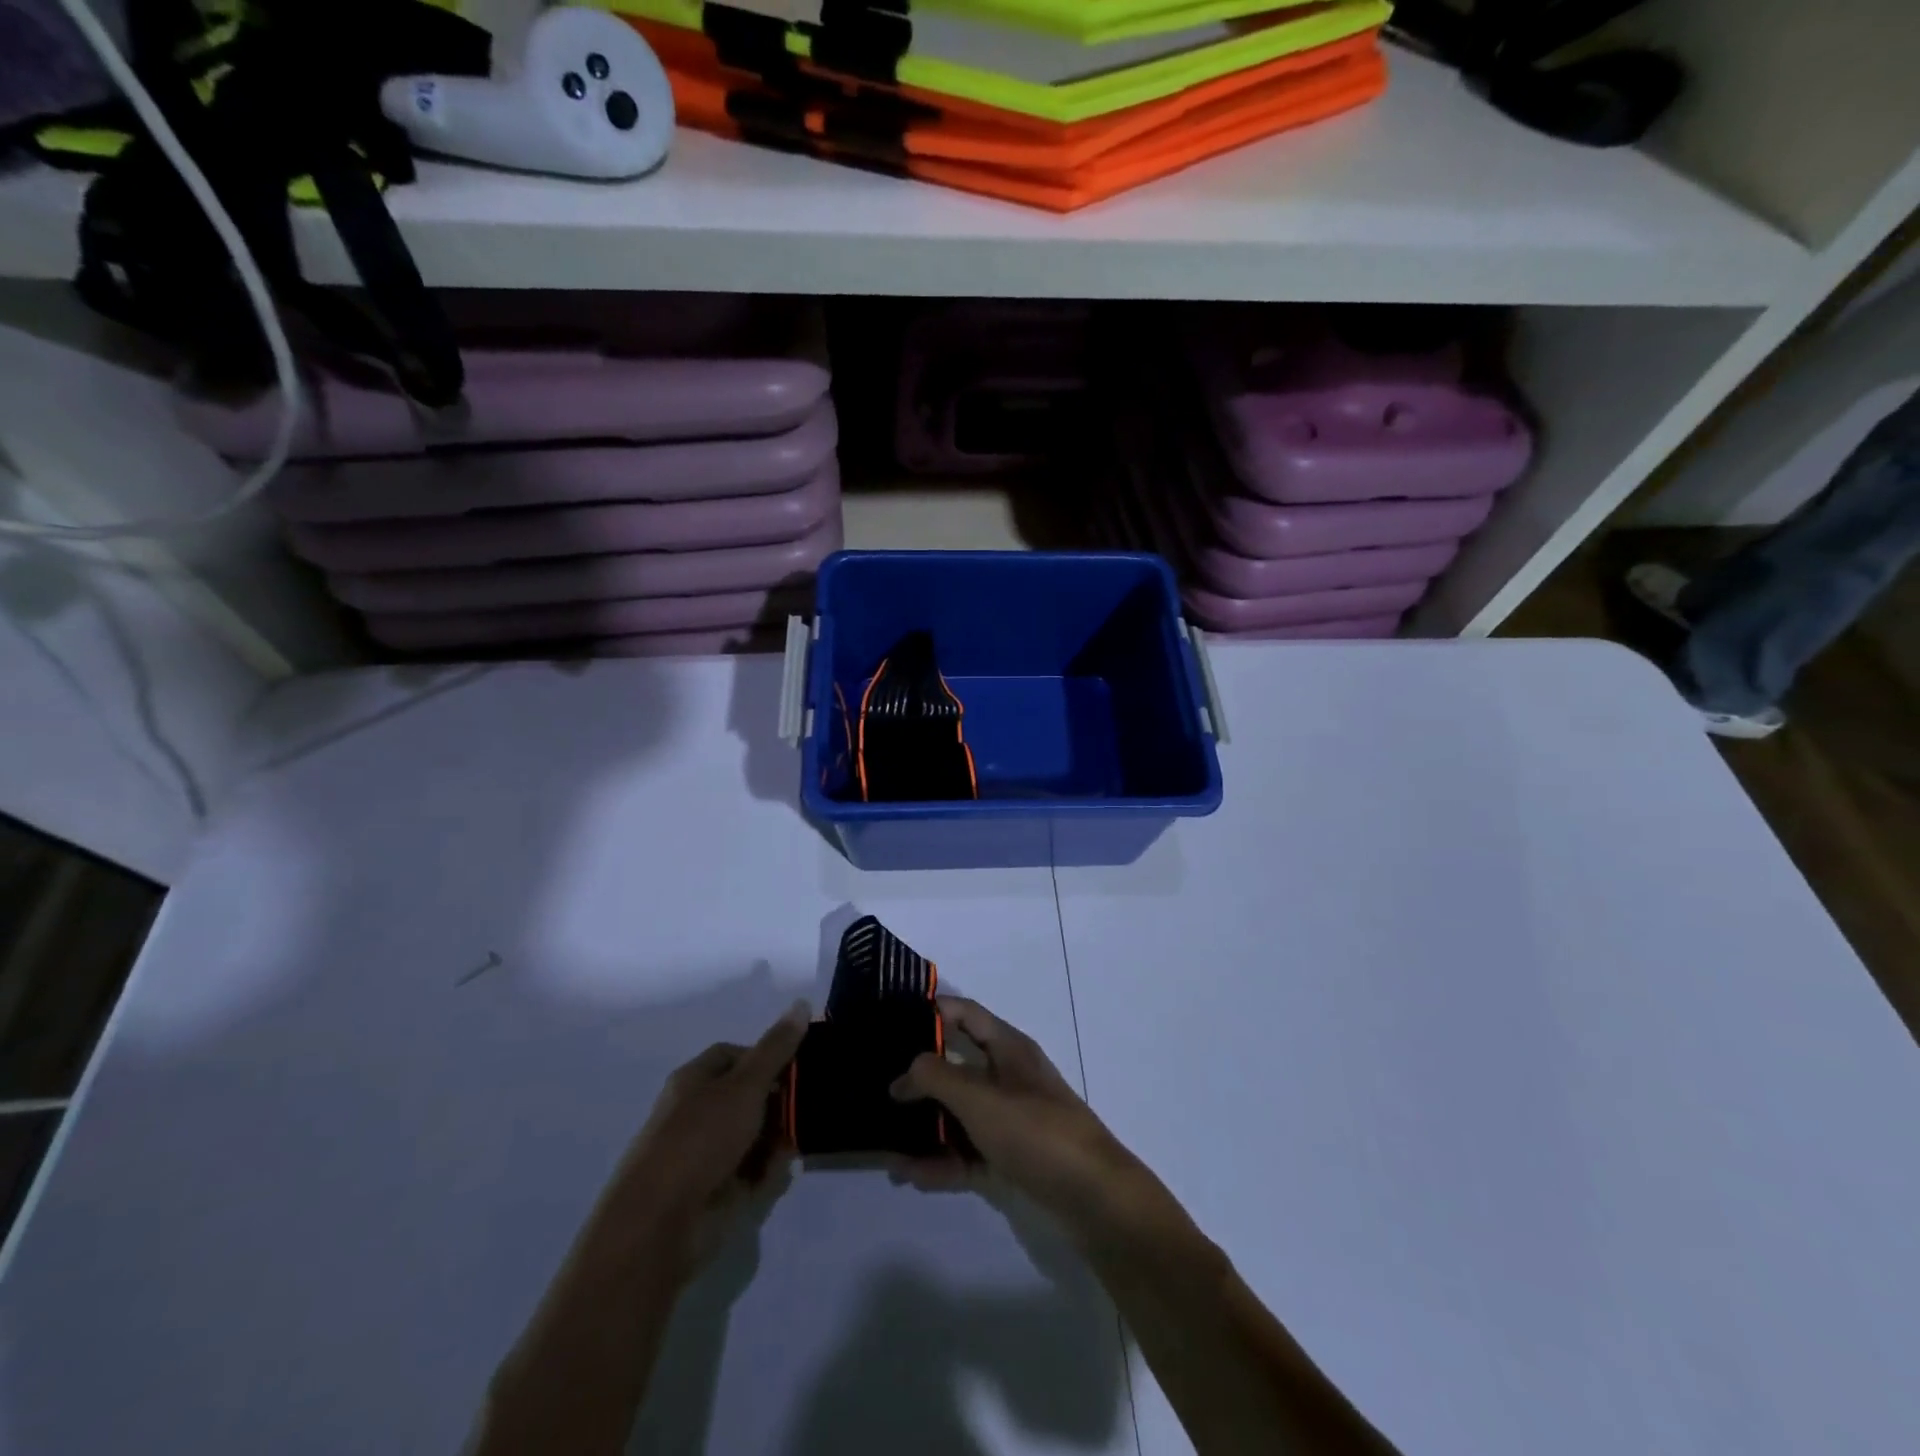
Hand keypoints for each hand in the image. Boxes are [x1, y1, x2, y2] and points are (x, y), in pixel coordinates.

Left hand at [596, 1001, 809, 1280]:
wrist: (659, 1225)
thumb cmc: (700, 1139)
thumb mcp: (745, 1085)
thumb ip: (776, 1047)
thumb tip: (801, 1003)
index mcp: (694, 1080)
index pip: (735, 1054)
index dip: (767, 1056)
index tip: (797, 1066)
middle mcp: (696, 1112)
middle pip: (747, 1095)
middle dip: (778, 1100)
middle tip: (808, 1104)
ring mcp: (704, 1154)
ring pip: (752, 1134)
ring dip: (776, 1138)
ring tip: (795, 1143)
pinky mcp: (713, 1191)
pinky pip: (749, 1170)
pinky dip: (765, 1171)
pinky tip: (775, 1175)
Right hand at [889, 996, 1179, 1244]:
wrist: (1094, 1197)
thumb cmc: (1035, 1130)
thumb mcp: (979, 1097)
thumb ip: (936, 1077)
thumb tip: (904, 1072)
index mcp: (1009, 1048)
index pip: (966, 1014)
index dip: (933, 1010)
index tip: (893, 1018)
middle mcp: (1009, 1077)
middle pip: (958, 1065)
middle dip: (920, 1076)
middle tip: (879, 1083)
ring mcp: (1012, 1119)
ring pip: (960, 1113)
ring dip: (926, 1126)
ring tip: (885, 1140)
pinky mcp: (1013, 1157)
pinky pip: (969, 1151)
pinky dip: (943, 1160)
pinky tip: (911, 1174)